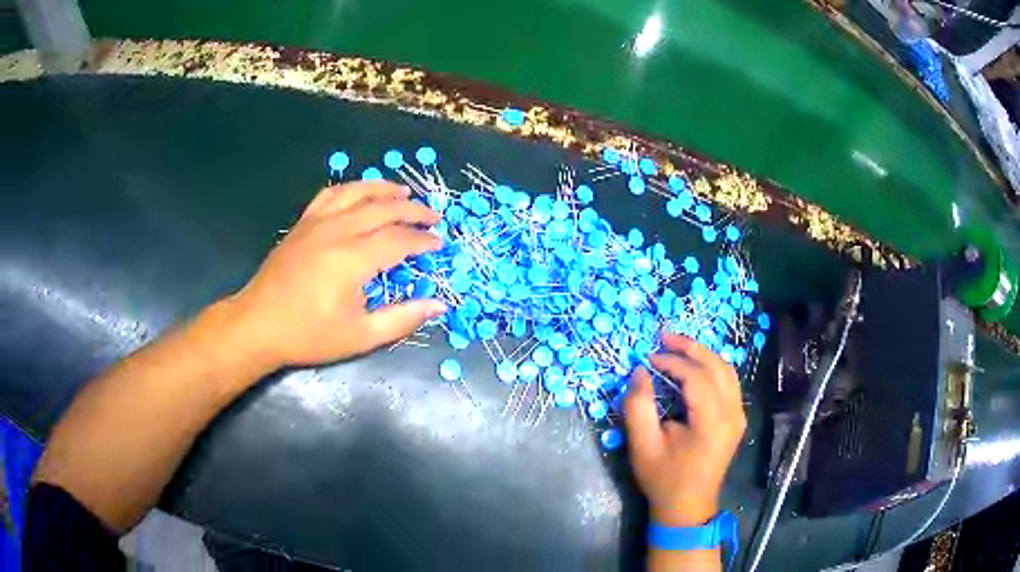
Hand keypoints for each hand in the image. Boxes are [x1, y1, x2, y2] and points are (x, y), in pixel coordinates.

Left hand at [226, 181, 447, 369]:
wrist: (258, 325)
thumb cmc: (308, 335)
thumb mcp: (359, 336)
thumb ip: (401, 319)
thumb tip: (438, 305)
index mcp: (352, 259)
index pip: (399, 239)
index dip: (423, 240)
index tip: (440, 244)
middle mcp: (337, 231)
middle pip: (383, 209)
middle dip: (413, 211)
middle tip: (433, 216)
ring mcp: (316, 223)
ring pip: (357, 192)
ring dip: (384, 189)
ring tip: (404, 193)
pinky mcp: (302, 223)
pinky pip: (330, 194)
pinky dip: (351, 189)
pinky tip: (359, 193)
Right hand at [624, 334, 746, 526]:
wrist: (688, 506)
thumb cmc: (664, 479)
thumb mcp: (643, 445)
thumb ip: (638, 406)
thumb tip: (640, 372)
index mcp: (712, 422)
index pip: (696, 377)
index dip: (672, 362)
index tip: (647, 359)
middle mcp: (732, 413)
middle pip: (717, 366)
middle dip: (690, 347)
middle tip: (664, 337)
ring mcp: (738, 415)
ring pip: (727, 370)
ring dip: (703, 354)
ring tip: (677, 346)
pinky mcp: (736, 418)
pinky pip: (729, 382)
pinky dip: (712, 367)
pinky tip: (695, 365)